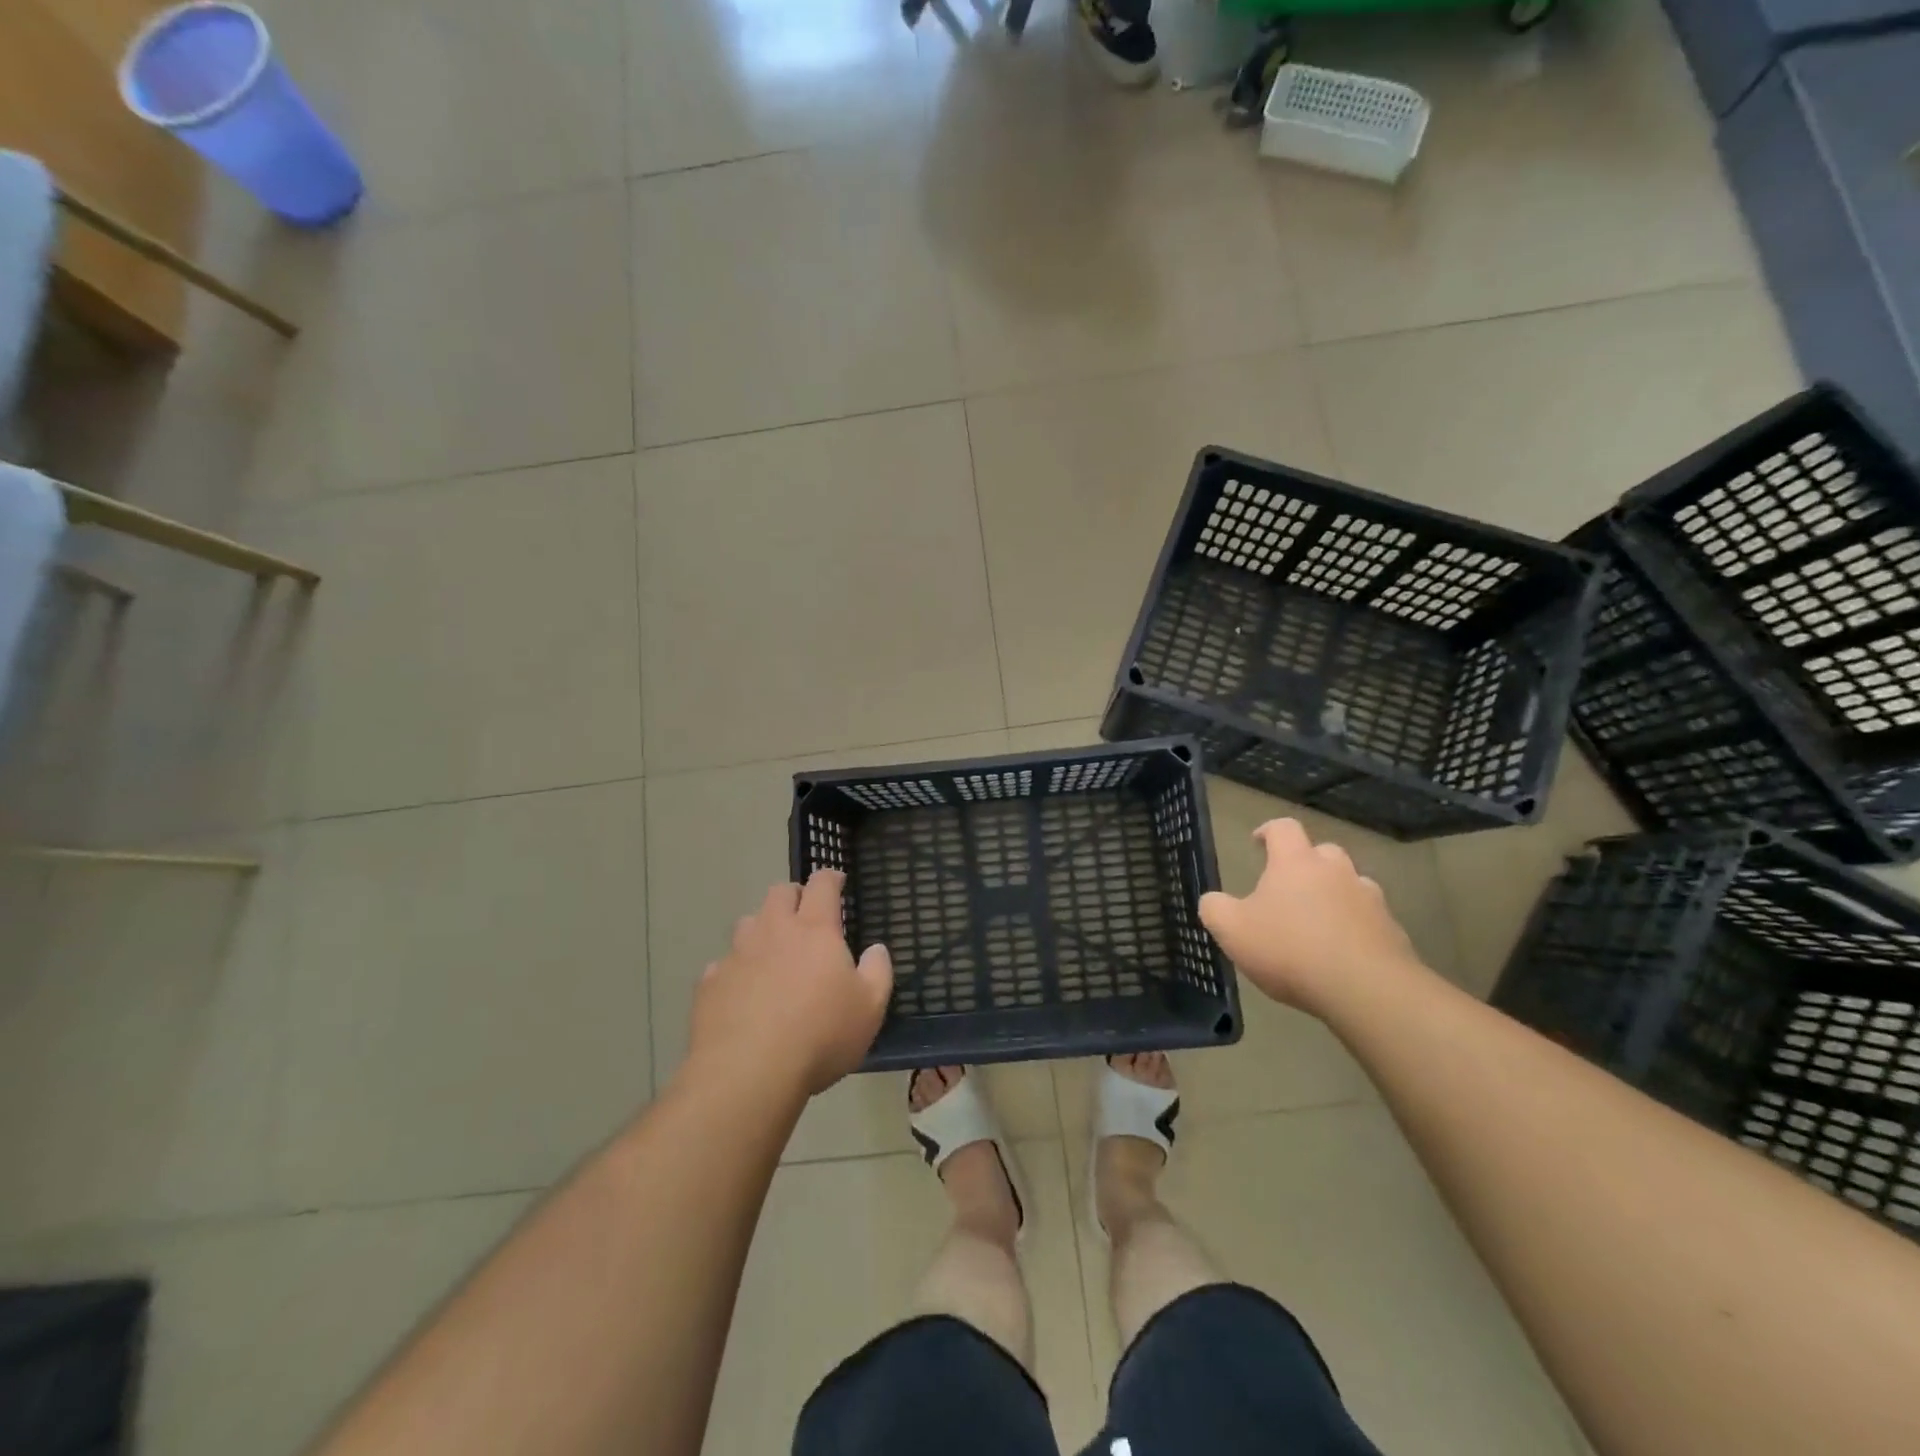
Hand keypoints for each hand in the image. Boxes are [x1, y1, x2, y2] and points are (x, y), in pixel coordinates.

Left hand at [687, 871, 892, 1098]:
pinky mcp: (709, 983)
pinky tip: (743, 993)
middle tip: (805, 914)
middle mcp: (773, 931)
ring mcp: (737, 955)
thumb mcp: (870, 1008)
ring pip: (748, 923)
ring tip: (772, 952)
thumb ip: (878, 971)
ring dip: (762, 929)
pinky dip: (736, 970)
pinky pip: (723, 965)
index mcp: (815, 930)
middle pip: (780, 893)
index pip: (822, 884)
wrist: (748, 1073)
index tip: (838, 881)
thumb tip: (876, 949)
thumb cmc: (820, 1035)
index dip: (831, 878)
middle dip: (794, 895)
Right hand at [1198, 818, 1419, 1014]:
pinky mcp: (1393, 931)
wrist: (1366, 990)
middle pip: (1322, 853)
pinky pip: (1370, 920)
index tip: (1257, 842)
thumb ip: (1215, 909)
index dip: (1268, 831)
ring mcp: (1369, 900)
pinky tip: (1342, 954)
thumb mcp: (1232, 930)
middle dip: (1306, 864)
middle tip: (1288, 887)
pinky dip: (1355, 928)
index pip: (1283, 828)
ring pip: (1351, 885)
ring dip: (1334, 895)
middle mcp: (1336, 871)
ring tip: (1318, 922)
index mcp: (1296, 863)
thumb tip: (1212, 900)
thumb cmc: (1289, 950)